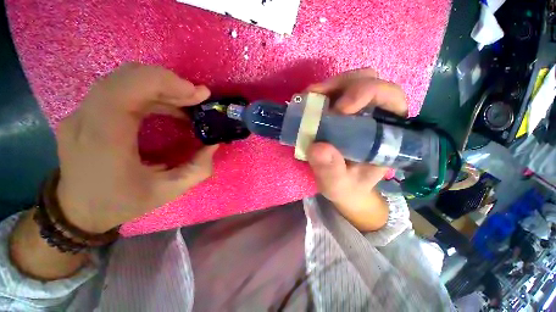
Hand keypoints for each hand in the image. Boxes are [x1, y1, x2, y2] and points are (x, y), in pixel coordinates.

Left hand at [56, 64, 217, 232]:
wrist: (78, 210)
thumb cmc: (122, 203)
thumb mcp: (168, 191)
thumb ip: (198, 168)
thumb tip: (213, 144)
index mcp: (104, 139)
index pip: (126, 88)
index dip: (165, 82)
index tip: (197, 94)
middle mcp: (86, 118)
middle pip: (127, 77)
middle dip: (169, 82)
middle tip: (197, 98)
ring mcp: (81, 112)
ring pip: (124, 78)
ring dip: (161, 86)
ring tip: (187, 102)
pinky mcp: (86, 112)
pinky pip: (120, 89)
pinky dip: (150, 92)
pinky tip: (168, 106)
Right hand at [306, 68, 407, 231]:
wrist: (341, 186)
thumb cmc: (347, 186)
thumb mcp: (338, 185)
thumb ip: (331, 171)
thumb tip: (317, 148)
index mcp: (387, 132)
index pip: (390, 97)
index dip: (367, 93)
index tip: (338, 111)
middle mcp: (375, 114)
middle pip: (369, 80)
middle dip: (343, 85)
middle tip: (317, 98)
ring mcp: (356, 110)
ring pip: (350, 81)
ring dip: (329, 87)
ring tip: (309, 99)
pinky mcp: (339, 112)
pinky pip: (332, 92)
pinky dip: (319, 94)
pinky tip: (307, 102)